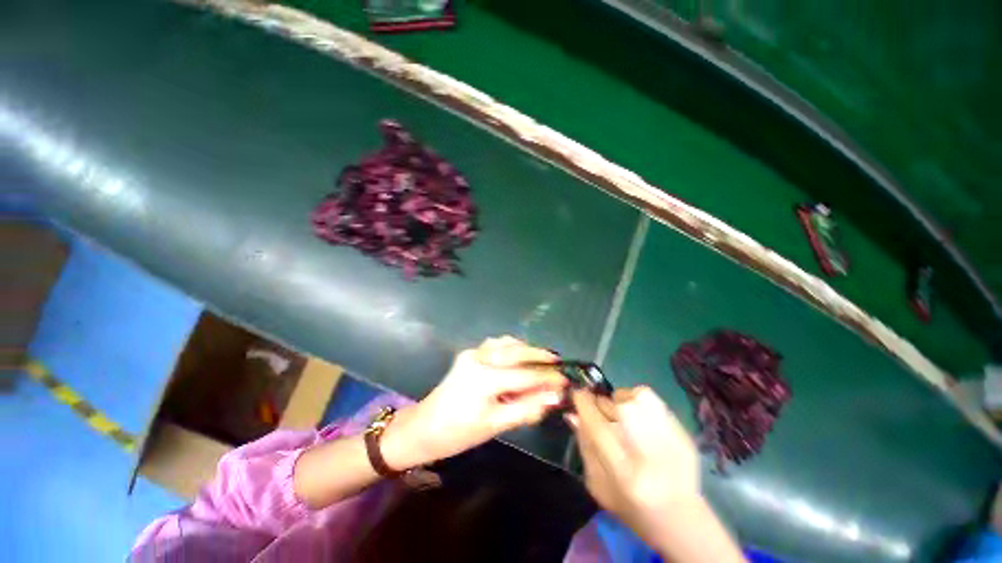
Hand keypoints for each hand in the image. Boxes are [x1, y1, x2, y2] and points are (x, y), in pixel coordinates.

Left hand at [383, 336, 566, 468]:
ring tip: (542, 361)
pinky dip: (512, 348)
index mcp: (485, 378)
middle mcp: (480, 357)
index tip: (567, 380)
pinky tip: (520, 357)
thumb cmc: (458, 433)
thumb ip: (527, 408)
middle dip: (541, 356)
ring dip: (526, 349)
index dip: (549, 378)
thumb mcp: (495, 425)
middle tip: (559, 364)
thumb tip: (555, 397)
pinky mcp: (470, 353)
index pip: (526, 374)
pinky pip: (496, 344)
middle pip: (518, 351)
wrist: (424, 427)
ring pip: (507, 343)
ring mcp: (473, 352)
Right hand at [567, 386, 700, 548]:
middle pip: (614, 406)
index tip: (577, 394)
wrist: (681, 519)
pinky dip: (639, 402)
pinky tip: (639, 418)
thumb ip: (585, 446)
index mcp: (623, 471)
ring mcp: (669, 437)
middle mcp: (647, 451)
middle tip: (600, 413)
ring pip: (633, 396)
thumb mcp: (598, 485)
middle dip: (601, 403)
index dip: (583, 403)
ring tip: (621, 414)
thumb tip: (572, 413)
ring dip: (620, 400)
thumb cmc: (631, 507)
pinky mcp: (682, 431)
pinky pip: (652, 400)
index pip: (596, 424)